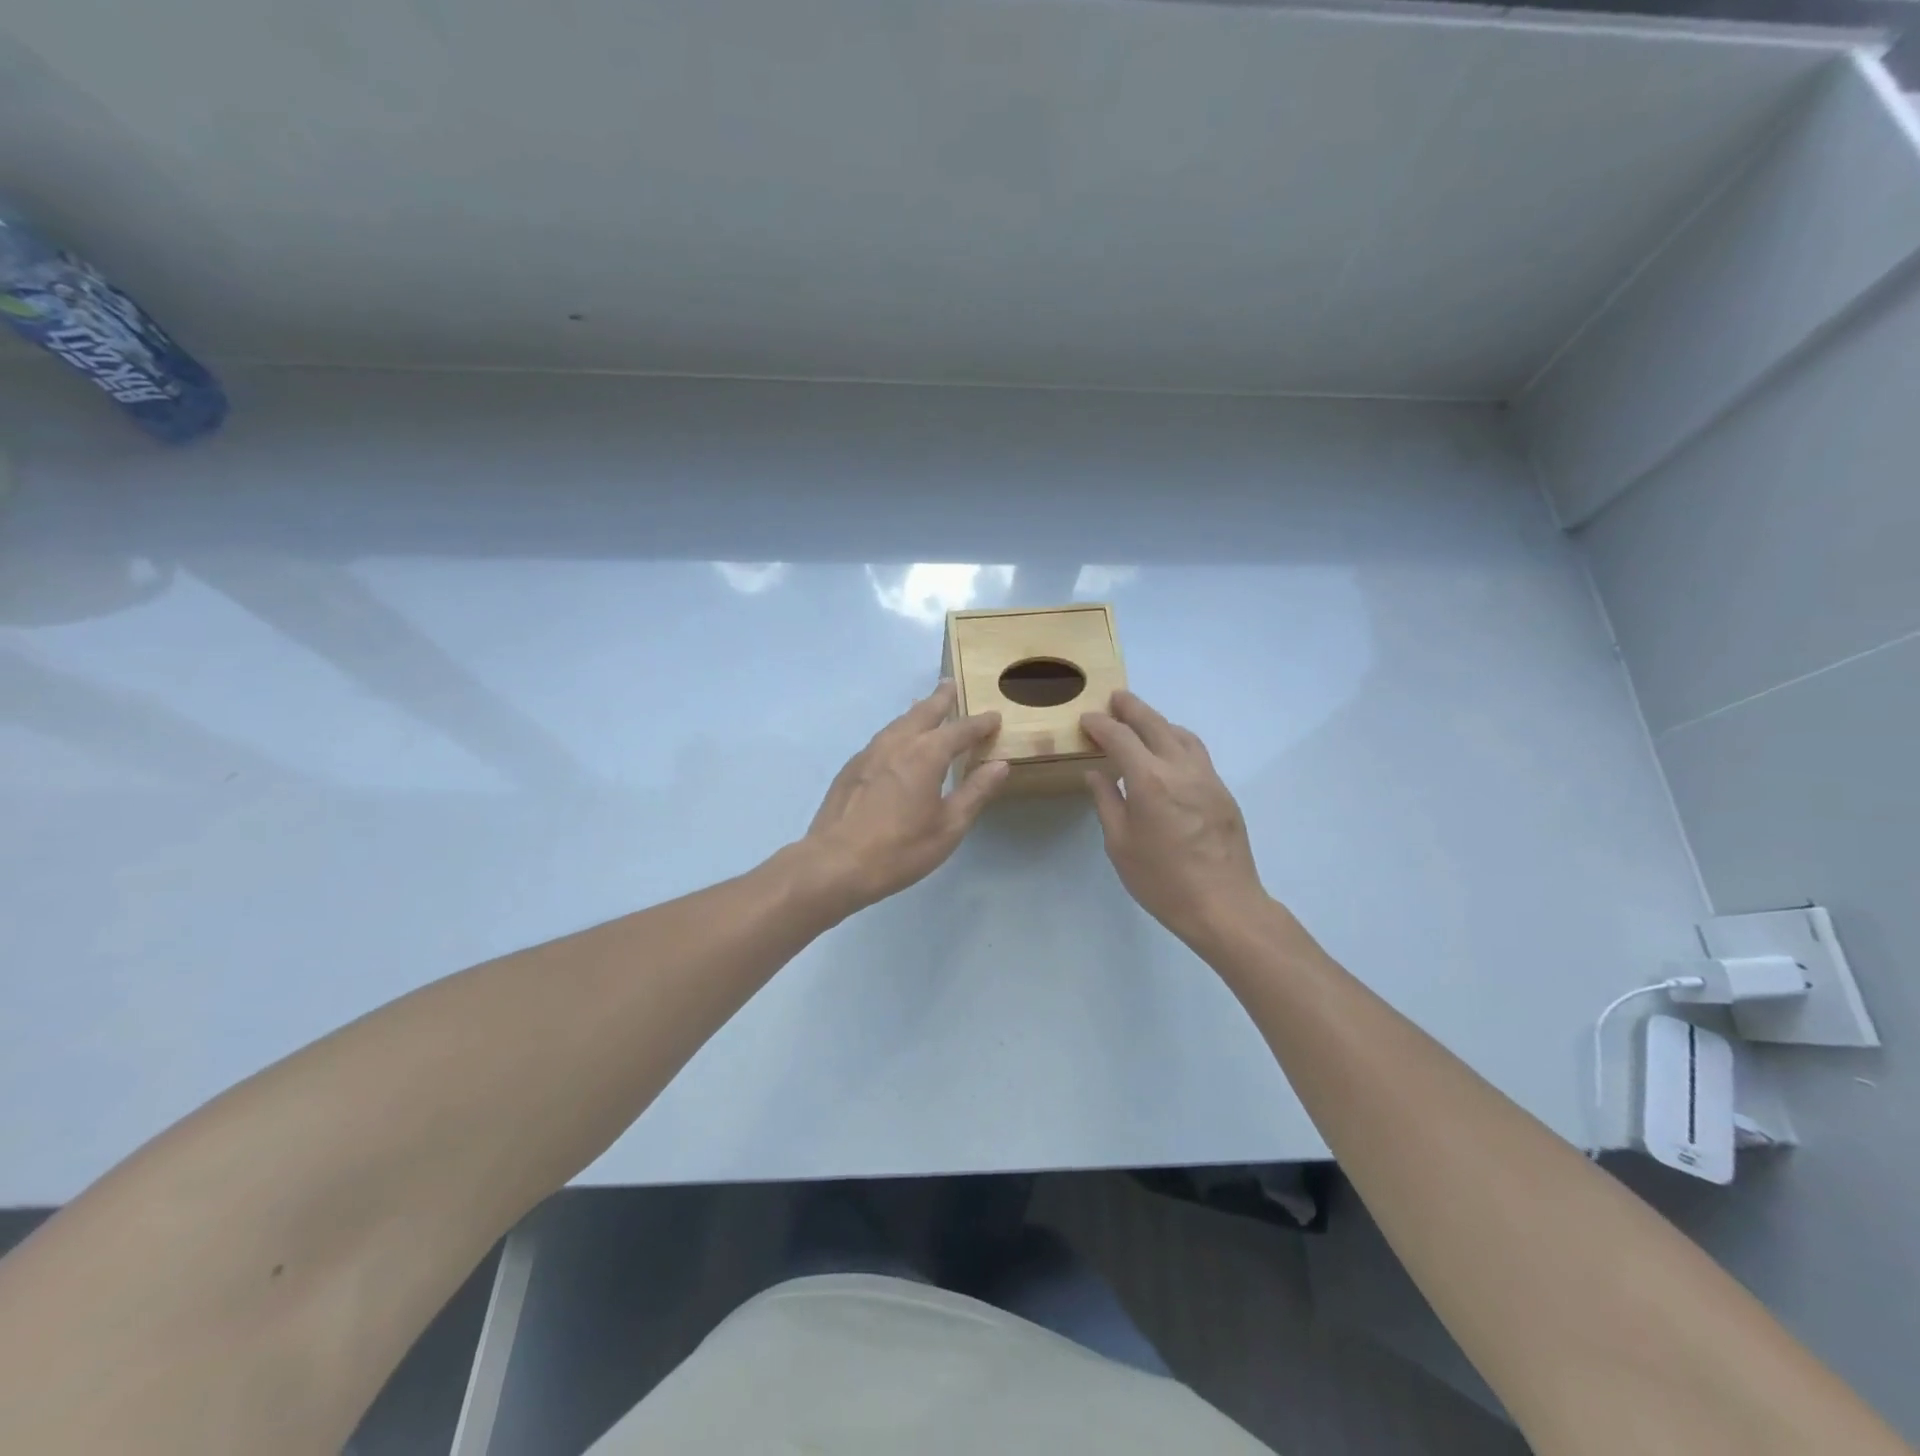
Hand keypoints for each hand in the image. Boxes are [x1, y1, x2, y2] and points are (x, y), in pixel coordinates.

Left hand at [800, 681, 1008, 915]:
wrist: (835, 863)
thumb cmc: (900, 849)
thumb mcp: (949, 827)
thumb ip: (975, 792)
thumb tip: (1000, 764)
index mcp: (926, 754)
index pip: (960, 730)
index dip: (980, 723)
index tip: (994, 716)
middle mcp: (897, 743)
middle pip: (923, 712)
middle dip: (940, 699)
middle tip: (950, 685)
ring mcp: (869, 753)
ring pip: (898, 722)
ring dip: (916, 711)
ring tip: (925, 706)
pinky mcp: (851, 767)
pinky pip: (881, 737)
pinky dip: (897, 730)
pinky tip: (896, 742)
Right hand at [1080, 691, 1269, 948]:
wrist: (1223, 904)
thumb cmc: (1162, 880)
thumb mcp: (1120, 845)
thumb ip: (1107, 803)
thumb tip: (1096, 774)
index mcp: (1148, 780)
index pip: (1120, 738)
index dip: (1101, 725)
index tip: (1086, 720)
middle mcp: (1180, 768)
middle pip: (1154, 724)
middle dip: (1132, 708)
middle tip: (1115, 698)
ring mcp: (1206, 777)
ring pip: (1181, 734)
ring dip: (1158, 721)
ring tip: (1142, 721)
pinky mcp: (1222, 791)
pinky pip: (1197, 752)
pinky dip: (1177, 740)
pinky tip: (1169, 752)